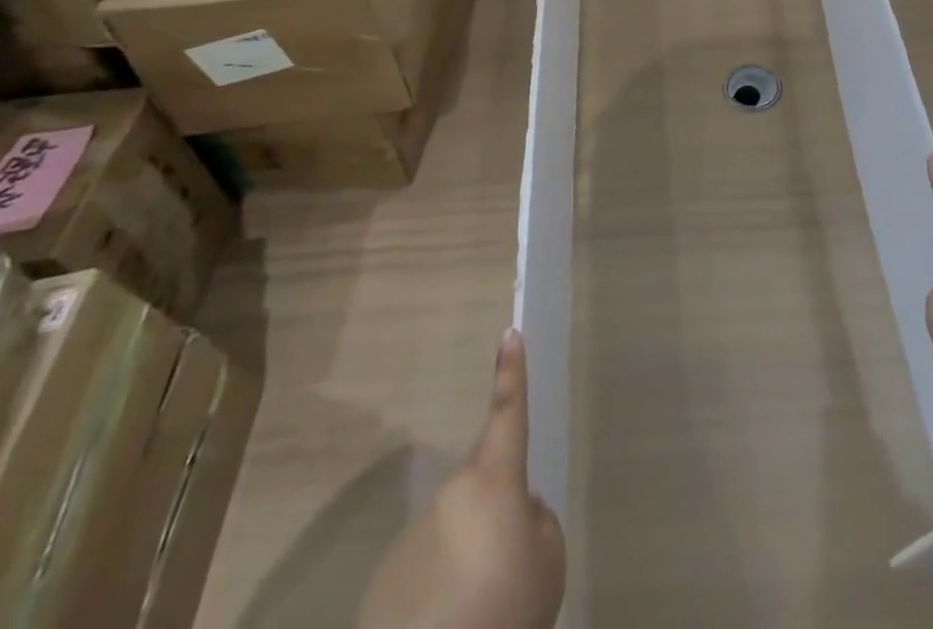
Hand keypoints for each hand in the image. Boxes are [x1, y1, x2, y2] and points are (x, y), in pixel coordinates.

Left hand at [360, 328, 566, 628]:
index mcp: (493, 480)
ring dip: (467, 559)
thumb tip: (516, 513)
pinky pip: (424, 572)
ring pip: (454, 532)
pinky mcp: (384, 582)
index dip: (511, 372)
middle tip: (508, 570)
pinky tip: (447, 623)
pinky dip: (439, 594)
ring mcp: (412, 536)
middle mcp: (450, 494)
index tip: (508, 333)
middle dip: (496, 515)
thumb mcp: (549, 561)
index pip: (508, 412)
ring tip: (477, 609)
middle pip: (482, 489)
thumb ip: (537, 521)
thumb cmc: (506, 608)